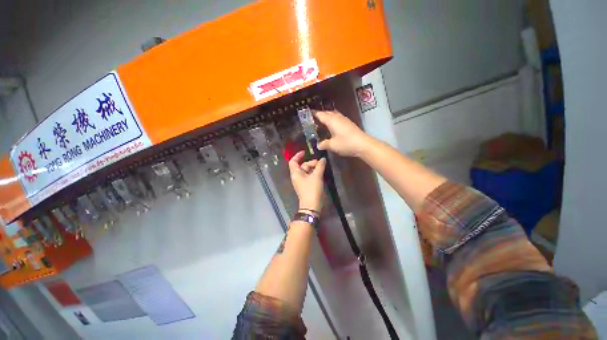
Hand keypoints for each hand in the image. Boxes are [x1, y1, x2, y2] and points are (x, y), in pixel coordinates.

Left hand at [289, 151, 325, 211]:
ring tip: (323, 167)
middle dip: (311, 163)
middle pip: (303, 166)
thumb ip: (320, 166)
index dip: (298, 156)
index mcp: (296, 173)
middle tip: (321, 163)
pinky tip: (321, 172)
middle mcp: (297, 176)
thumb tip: (323, 159)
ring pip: (307, 171)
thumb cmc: (312, 189)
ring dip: (314, 168)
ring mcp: (302, 182)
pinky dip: (314, 173)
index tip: (305, 152)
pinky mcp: (306, 186)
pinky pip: (309, 176)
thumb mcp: (316, 176)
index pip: (293, 161)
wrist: (312, 205)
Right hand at [314, 111, 371, 156]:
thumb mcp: (332, 145)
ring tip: (321, 123)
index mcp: (331, 120)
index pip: (320, 114)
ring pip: (333, 115)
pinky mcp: (348, 123)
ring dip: (327, 117)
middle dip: (320, 115)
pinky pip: (337, 118)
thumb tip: (318, 145)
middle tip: (313, 119)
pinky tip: (331, 127)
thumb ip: (324, 144)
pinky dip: (332, 120)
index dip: (313, 113)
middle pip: (327, 113)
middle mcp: (337, 117)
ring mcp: (344, 120)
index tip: (307, 114)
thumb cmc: (346, 143)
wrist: (363, 144)